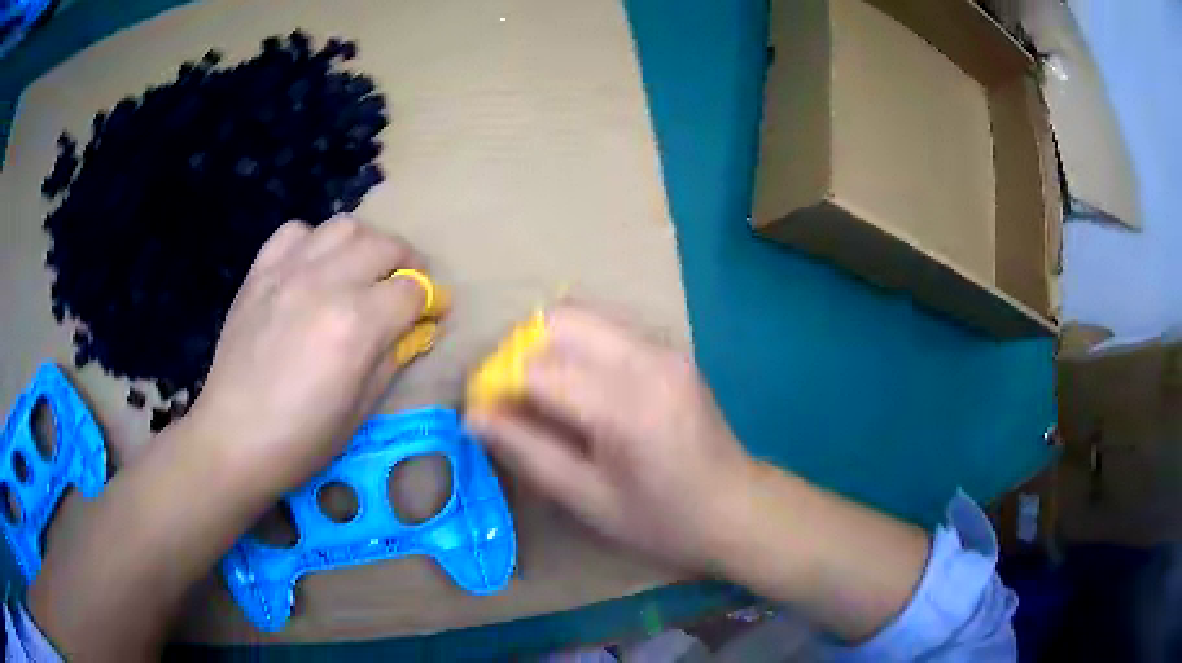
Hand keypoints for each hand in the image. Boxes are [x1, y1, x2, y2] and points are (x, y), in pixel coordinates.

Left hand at [186, 217, 427, 495]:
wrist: (233, 438)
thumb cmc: (302, 439)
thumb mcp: (362, 409)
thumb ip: (393, 357)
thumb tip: (417, 328)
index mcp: (356, 324)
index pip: (412, 291)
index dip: (431, 302)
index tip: (433, 314)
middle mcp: (326, 283)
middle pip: (385, 246)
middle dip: (407, 265)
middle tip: (405, 288)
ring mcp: (289, 271)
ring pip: (344, 227)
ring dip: (365, 244)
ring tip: (363, 270)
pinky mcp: (260, 272)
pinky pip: (296, 232)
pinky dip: (315, 242)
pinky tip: (314, 267)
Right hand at [466, 305, 757, 571]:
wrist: (735, 507)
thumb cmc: (662, 518)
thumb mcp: (587, 499)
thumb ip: (527, 452)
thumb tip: (473, 416)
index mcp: (625, 405)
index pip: (537, 369)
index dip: (498, 387)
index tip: (487, 416)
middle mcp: (646, 359)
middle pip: (558, 322)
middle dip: (520, 354)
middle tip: (513, 400)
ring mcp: (663, 347)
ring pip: (581, 315)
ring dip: (548, 346)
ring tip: (544, 394)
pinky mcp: (669, 348)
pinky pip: (606, 327)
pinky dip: (577, 345)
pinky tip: (580, 387)